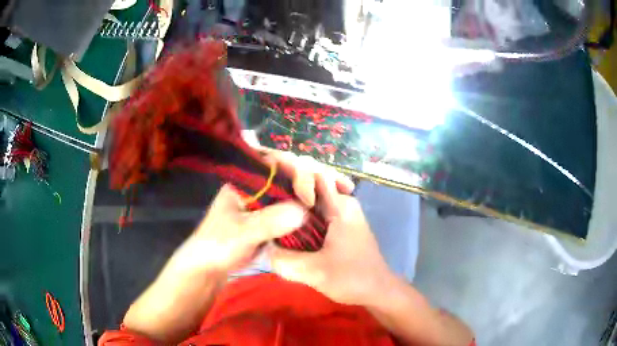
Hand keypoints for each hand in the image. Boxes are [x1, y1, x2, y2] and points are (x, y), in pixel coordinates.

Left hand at [122, 150, 355, 342]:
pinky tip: (329, 209)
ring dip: (317, 190)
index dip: (296, 167)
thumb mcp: (241, 232)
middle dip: (314, 176)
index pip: (275, 162)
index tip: (312, 184)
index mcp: (247, 180)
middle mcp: (260, 186)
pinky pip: (296, 208)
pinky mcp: (274, 218)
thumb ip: (268, 221)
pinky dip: (312, 208)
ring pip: (296, 190)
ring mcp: (269, 202)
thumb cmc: (218, 243)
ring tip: (343, 191)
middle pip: (291, 173)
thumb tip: (303, 211)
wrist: (212, 266)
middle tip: (338, 185)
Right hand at [269, 183, 393, 305]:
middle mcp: (343, 203)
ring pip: (311, 201)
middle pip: (309, 186)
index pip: (311, 174)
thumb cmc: (352, 278)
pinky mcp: (340, 226)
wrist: (378, 291)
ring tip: (269, 216)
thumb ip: (284, 260)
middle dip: (286, 193)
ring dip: (292, 207)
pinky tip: (285, 229)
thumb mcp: (314, 272)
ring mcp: (343, 214)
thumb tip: (262, 247)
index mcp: (340, 205)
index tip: (267, 189)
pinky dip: (300, 218)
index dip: (287, 176)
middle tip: (262, 205)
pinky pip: (315, 214)